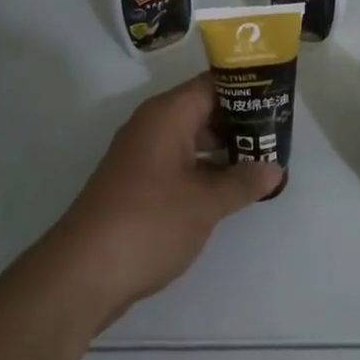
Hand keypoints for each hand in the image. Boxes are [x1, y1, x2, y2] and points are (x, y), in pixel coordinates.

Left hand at [40, 72, 280, 330]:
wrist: (81, 275)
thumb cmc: (148, 223)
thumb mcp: (205, 203)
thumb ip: (243, 181)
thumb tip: (274, 167)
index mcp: (167, 114)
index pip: (214, 84)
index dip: (247, 88)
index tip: (278, 100)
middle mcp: (153, 125)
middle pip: (204, 109)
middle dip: (241, 121)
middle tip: (279, 133)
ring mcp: (142, 155)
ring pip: (192, 138)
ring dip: (224, 148)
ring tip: (263, 160)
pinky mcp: (137, 184)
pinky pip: (180, 162)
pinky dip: (205, 168)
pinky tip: (230, 187)